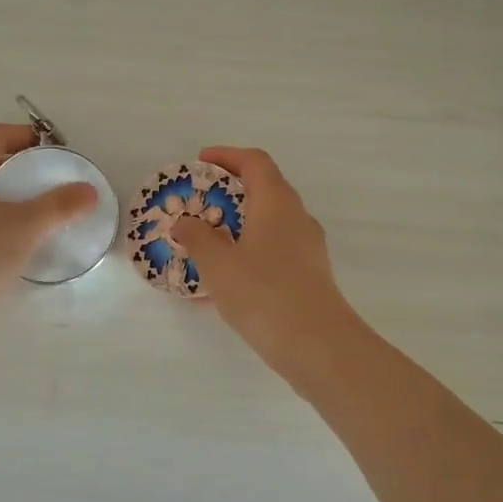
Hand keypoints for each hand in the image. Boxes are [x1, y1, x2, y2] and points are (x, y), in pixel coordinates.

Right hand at [170, 146, 362, 377]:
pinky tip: (226, 280)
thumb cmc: (263, 294)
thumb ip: (197, 237)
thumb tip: (185, 222)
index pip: (255, 162)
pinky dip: (249, 251)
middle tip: (199, 202)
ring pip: (270, 222)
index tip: (200, 162)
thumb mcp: (218, 264)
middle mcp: (297, 217)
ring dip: (239, 224)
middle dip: (230, 191)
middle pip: (265, 189)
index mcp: (276, 202)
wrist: (317, 345)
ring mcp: (308, 247)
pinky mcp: (310, 274)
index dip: (227, 156)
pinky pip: (275, 250)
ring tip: (207, 242)